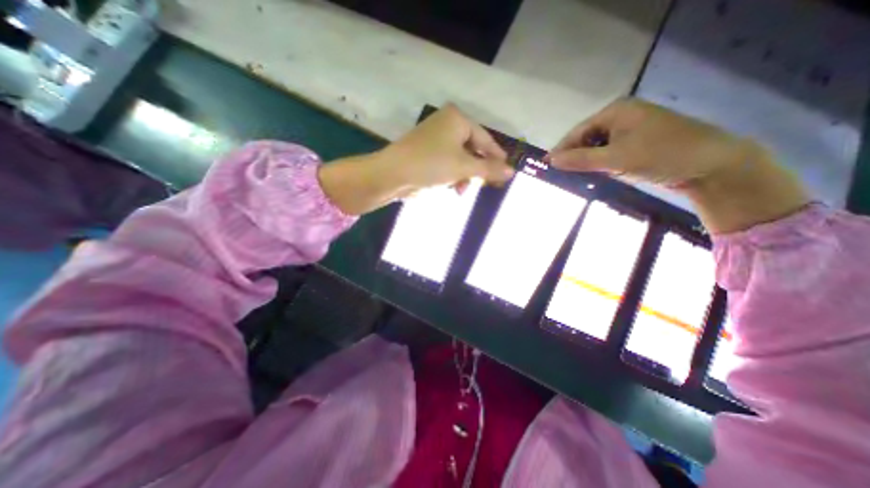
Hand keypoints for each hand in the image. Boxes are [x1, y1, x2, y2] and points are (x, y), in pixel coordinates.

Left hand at [318, 104, 511, 215]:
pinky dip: (452, 176)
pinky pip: (447, 163)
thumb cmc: (431, 165)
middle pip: (472, 150)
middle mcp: (447, 124)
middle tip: (485, 186)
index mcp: (457, 119)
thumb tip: (512, 171)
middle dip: (477, 171)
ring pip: (460, 159)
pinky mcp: (426, 152)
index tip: (507, 172)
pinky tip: (452, 187)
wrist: (392, 174)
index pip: (485, 139)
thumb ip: (489, 169)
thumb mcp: (464, 167)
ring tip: (462, 190)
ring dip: (464, 176)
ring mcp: (435, 138)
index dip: (497, 157)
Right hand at [545, 96, 803, 231]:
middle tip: (560, 176)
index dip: (560, 150)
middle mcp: (620, 117)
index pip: (577, 132)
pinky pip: (608, 153)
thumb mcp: (615, 159)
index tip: (545, 168)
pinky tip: (594, 176)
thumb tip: (550, 160)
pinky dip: (599, 165)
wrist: (711, 165)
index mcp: (615, 111)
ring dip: (585, 163)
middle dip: (573, 157)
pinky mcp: (637, 144)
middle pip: (585, 139)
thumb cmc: (661, 155)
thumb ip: (580, 160)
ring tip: (574, 178)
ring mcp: (630, 130)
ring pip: (596, 148)